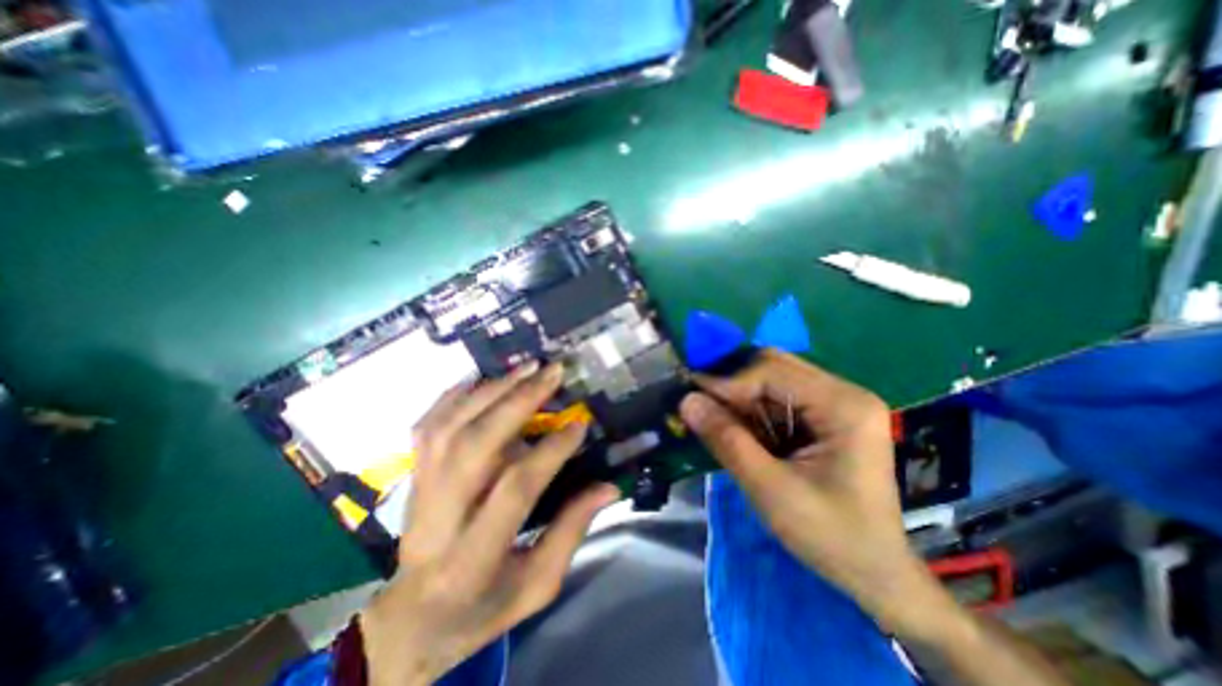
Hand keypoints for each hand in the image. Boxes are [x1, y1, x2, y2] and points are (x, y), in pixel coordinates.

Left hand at [358, 363, 614, 684]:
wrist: (410, 619)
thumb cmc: (481, 607)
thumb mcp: (536, 586)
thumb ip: (571, 532)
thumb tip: (608, 486)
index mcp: (472, 558)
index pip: (514, 488)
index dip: (550, 451)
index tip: (579, 424)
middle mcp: (439, 517)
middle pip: (475, 445)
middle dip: (518, 402)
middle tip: (552, 374)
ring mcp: (419, 490)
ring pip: (450, 426)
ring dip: (491, 390)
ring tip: (526, 368)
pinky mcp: (412, 474)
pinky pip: (429, 423)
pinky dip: (456, 395)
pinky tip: (484, 379)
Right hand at [684, 351, 932, 633]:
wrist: (874, 572)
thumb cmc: (830, 536)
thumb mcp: (770, 490)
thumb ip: (727, 441)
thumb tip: (687, 400)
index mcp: (843, 405)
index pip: (771, 372)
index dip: (725, 380)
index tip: (688, 392)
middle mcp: (843, 392)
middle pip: (773, 366)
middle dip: (731, 382)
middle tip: (698, 400)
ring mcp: (836, 401)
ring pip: (772, 378)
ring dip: (739, 394)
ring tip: (711, 413)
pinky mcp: (825, 414)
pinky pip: (777, 396)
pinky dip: (751, 406)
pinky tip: (735, 423)